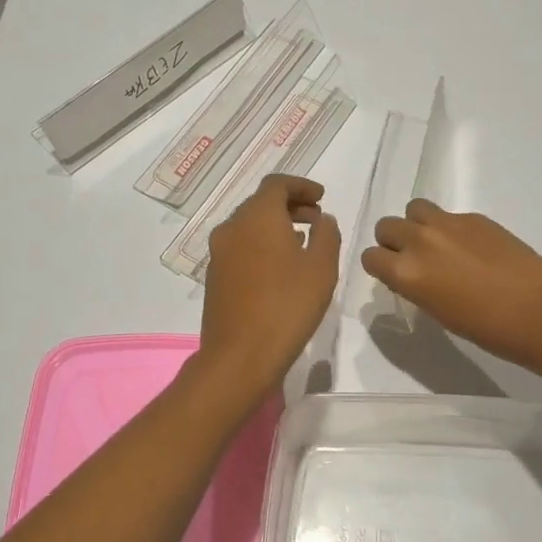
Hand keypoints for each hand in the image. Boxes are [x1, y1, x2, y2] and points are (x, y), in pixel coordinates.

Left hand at [196, 175, 342, 396]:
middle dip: (290, 205)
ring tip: (303, 242)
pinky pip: (241, 247)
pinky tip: (281, 267)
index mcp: (257, 217)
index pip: (277, 184)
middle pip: (260, 203)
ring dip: (276, 226)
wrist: (239, 356)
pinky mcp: (215, 276)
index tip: (322, 197)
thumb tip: (322, 219)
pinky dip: (262, 245)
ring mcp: (219, 253)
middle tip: (316, 219)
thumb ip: (327, 234)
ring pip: (249, 226)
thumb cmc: (287, 307)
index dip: (301, 186)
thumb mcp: (321, 268)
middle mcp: (232, 227)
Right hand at [361, 199, 541, 366]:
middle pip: (386, 226)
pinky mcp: (475, 217)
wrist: (536, 312)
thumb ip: (414, 284)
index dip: (380, 266)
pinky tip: (472, 249)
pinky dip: (451, 228)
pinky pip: (448, 215)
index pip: (370, 257)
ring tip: (438, 245)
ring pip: (414, 209)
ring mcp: (448, 224)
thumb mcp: (436, 310)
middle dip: (394, 241)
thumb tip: (411, 272)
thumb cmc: (484, 328)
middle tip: (414, 259)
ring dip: (418, 225)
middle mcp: (419, 241)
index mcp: (405, 272)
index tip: (393, 274)